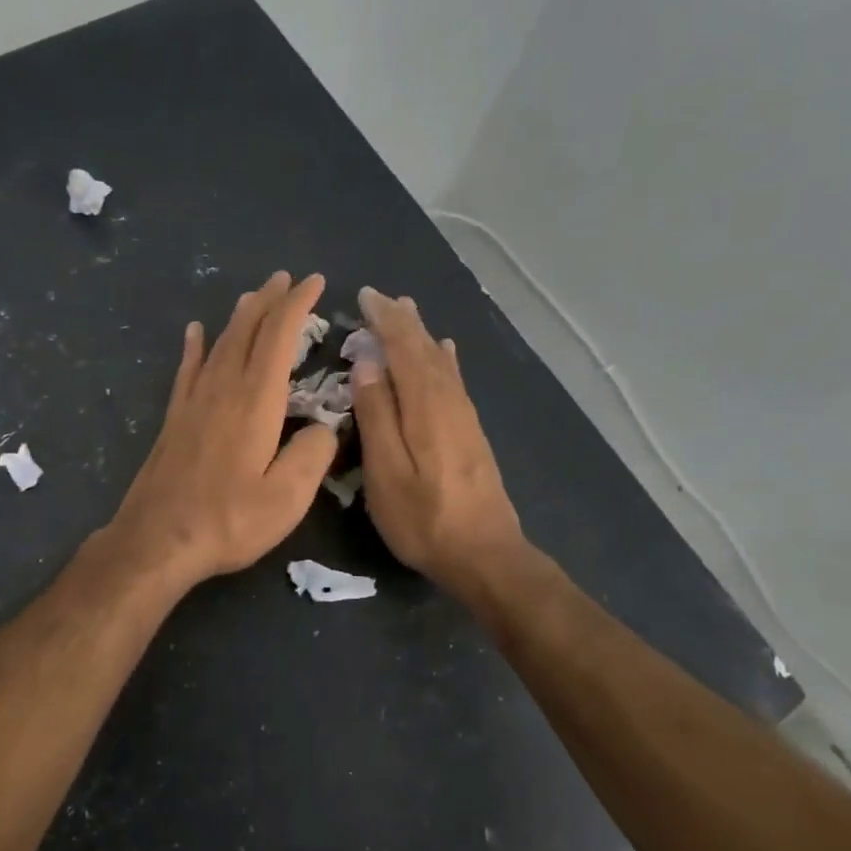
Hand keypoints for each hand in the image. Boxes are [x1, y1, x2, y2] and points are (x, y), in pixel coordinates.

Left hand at [99, 271, 340, 592]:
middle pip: (247, 330)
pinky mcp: (175, 418)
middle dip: (269, 300)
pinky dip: (196, 346)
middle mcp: (223, 389)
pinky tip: (196, 332)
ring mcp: (194, 402)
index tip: (315, 282)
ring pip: (220, 343)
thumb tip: (326, 427)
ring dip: (239, 316)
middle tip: (286, 278)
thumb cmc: (228, 520)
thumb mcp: (287, 497)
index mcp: (256, 401)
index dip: (298, 305)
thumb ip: (313, 455)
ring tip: (252, 295)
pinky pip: (188, 369)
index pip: (279, 337)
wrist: (158, 540)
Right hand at [351, 287, 527, 598]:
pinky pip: (454, 379)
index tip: (364, 296)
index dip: (384, 321)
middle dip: (402, 321)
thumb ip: (377, 416)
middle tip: (380, 297)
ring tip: (408, 311)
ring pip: (441, 361)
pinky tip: (445, 351)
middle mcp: (449, 401)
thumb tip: (367, 363)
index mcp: (425, 406)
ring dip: (422, 334)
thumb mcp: (387, 472)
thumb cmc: (424, 519)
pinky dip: (444, 358)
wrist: (485, 555)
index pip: (403, 349)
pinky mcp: (471, 432)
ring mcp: (464, 416)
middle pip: (425, 349)